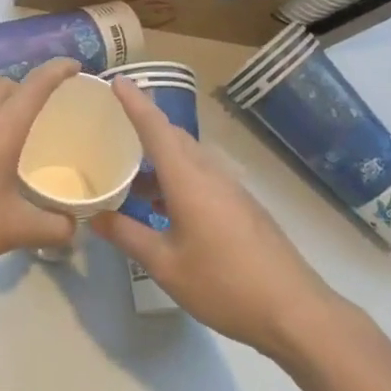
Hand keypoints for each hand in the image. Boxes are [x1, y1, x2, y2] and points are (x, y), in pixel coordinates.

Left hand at [0, 58, 80, 272]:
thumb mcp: (13, 230)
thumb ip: (51, 228)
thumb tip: (72, 227)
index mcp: (1, 128)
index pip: (35, 85)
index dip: (58, 70)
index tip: (75, 66)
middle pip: (5, 86)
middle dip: (28, 89)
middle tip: (45, 113)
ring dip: (0, 111)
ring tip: (12, 143)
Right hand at [92, 79, 349, 357]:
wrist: (294, 311)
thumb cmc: (224, 284)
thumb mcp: (166, 265)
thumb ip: (128, 236)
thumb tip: (96, 216)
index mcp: (188, 178)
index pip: (155, 127)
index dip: (134, 101)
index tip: (115, 80)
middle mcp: (210, 172)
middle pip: (173, 137)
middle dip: (144, 127)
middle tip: (112, 130)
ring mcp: (230, 188)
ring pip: (188, 157)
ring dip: (160, 158)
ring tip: (131, 177)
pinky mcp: (242, 206)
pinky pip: (202, 175)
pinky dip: (177, 177)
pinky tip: (164, 207)